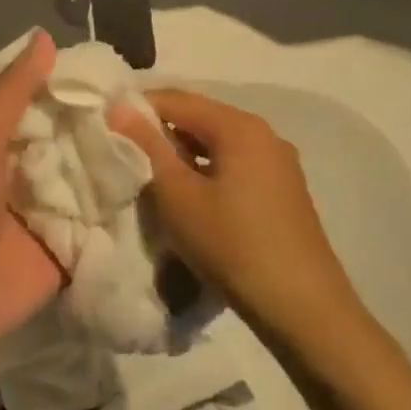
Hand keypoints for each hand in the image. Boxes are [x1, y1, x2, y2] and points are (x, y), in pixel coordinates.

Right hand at [111, 89, 363, 341]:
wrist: (304, 309)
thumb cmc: (233, 245)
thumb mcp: (179, 196)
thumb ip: (147, 147)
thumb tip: (119, 106)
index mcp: (240, 127)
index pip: (177, 100)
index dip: (137, 110)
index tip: (106, 131)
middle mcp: (264, 134)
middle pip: (199, 118)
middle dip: (159, 134)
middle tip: (124, 157)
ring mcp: (278, 164)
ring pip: (216, 145)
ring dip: (181, 156)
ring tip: (151, 181)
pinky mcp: (283, 191)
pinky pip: (234, 166)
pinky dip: (206, 173)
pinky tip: (189, 201)